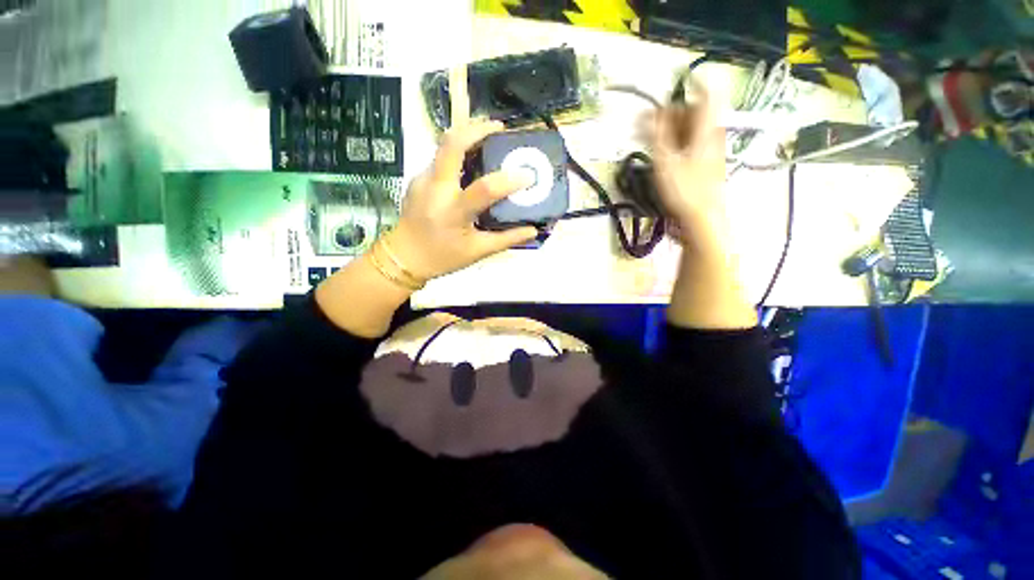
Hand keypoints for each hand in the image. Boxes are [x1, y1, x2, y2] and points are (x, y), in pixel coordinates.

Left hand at [385, 121, 538, 280]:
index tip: (527, 175)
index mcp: (453, 212)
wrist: (403, 257)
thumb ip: (506, 239)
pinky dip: (458, 154)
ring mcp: (423, 179)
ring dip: (467, 137)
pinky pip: (440, 159)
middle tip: (499, 129)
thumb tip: (533, 230)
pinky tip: (470, 165)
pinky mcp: (418, 178)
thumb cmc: (443, 257)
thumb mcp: (477, 252)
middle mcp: (436, 189)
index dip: (508, 180)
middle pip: (452, 144)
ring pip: (444, 146)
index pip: (484, 189)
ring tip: (489, 140)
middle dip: (477, 129)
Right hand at [644, 86, 727, 230]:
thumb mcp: (665, 162)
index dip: (691, 83)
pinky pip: (689, 145)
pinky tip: (659, 154)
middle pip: (694, 112)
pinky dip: (674, 144)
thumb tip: (647, 114)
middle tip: (644, 122)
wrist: (702, 220)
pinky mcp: (703, 165)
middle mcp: (711, 136)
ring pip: (690, 130)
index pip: (707, 94)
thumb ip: (656, 136)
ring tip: (646, 138)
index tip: (670, 85)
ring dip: (669, 129)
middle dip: (669, 112)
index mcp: (706, 129)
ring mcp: (708, 151)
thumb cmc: (684, 190)